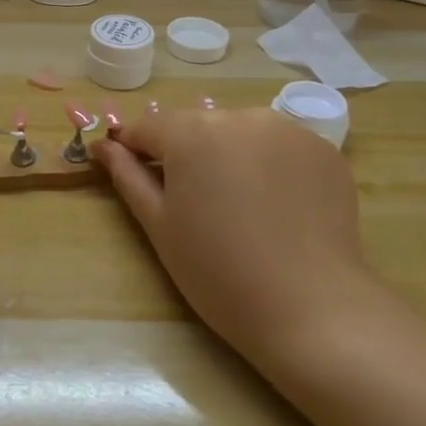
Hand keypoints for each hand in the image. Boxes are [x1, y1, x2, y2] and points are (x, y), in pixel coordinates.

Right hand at [91, 106, 389, 366]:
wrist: (310, 308)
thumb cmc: (217, 271)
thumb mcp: (159, 225)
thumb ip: (128, 176)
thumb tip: (102, 146)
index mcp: (192, 133)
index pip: (148, 127)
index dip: (134, 149)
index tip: (131, 173)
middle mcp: (240, 117)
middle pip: (196, 126)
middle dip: (185, 153)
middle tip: (191, 202)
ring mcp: (288, 130)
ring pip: (239, 132)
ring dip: (228, 155)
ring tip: (236, 203)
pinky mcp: (323, 150)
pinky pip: (279, 146)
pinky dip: (268, 165)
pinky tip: (274, 205)